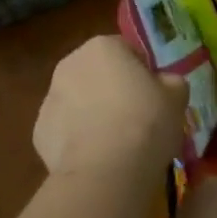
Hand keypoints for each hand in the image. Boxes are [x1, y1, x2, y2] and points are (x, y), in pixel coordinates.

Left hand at [32, 35, 185, 180]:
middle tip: (136, 119)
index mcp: (102, 46)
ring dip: (92, 113)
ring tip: (115, 143)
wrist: (106, 171)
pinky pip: (65, 130)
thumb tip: (165, 82)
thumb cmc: (146, 123)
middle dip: (113, 90)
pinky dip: (77, 140)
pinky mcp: (39, 131)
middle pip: (97, 73)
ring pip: (78, 101)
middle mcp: (69, 64)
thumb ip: (171, 82)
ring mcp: (49, 98)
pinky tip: (96, 158)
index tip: (155, 96)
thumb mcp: (176, 97)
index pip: (127, 50)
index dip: (143, 73)